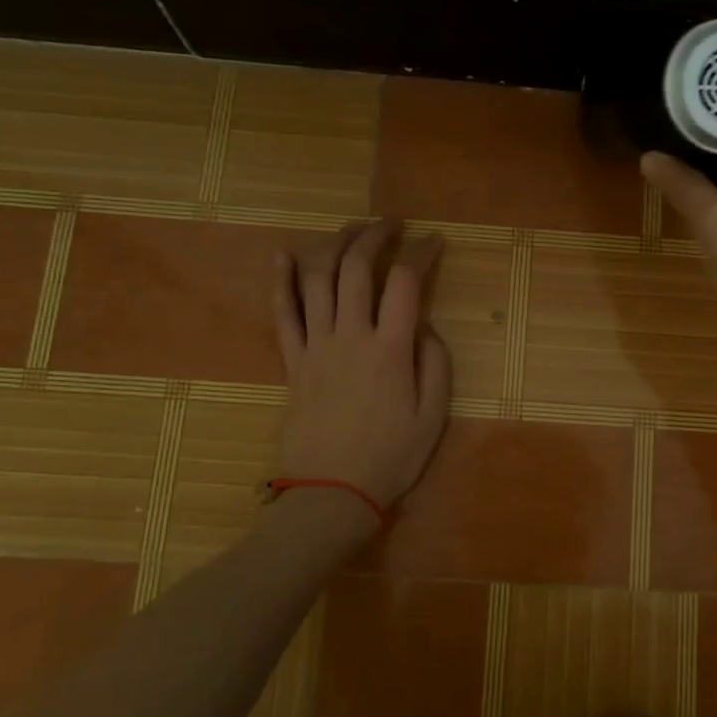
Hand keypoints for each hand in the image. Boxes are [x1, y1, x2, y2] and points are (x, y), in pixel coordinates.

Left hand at [272, 221, 451, 509]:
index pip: (405, 281)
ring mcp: (316, 346)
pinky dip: (280, 281)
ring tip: (349, 229)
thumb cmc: (391, 457)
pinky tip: (282, 255)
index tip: (434, 242)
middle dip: (373, 235)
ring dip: (332, 245)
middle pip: (355, 268)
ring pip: (317, 280)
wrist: (332, 493)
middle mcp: (351, 336)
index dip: (421, 253)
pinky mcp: (293, 362)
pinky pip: (282, 314)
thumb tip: (424, 326)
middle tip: (389, 224)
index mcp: (391, 349)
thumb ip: (435, 363)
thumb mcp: (433, 415)